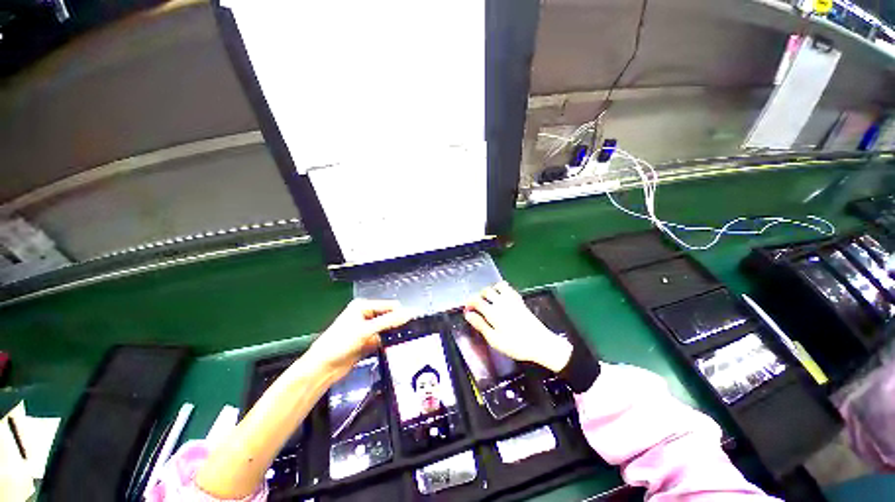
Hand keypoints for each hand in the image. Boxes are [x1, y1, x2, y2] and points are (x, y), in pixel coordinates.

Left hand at [306, 299, 410, 377]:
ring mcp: (366, 329)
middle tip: (409, 332)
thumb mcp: (366, 330)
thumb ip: (388, 321)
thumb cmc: (339, 343)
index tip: (412, 322)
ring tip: (404, 340)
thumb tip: (408, 314)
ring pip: (386, 329)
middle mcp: (365, 315)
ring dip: (393, 334)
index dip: (400, 313)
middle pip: (388, 317)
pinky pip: (382, 339)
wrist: (323, 368)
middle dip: (397, 324)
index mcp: (363, 306)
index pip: (389, 306)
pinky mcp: (367, 342)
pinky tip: (394, 347)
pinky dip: (387, 343)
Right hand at [464, 282, 572, 372]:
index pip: (476, 300)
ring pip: (498, 286)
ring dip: (491, 291)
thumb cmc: (515, 344)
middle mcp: (501, 302)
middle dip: (479, 296)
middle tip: (477, 306)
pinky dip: (502, 290)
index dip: (469, 303)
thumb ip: (480, 325)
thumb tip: (468, 314)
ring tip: (489, 300)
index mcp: (493, 311)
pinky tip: (502, 298)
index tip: (467, 309)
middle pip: (486, 291)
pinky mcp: (520, 301)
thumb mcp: (494, 339)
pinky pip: (509, 289)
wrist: (540, 343)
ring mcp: (512, 299)